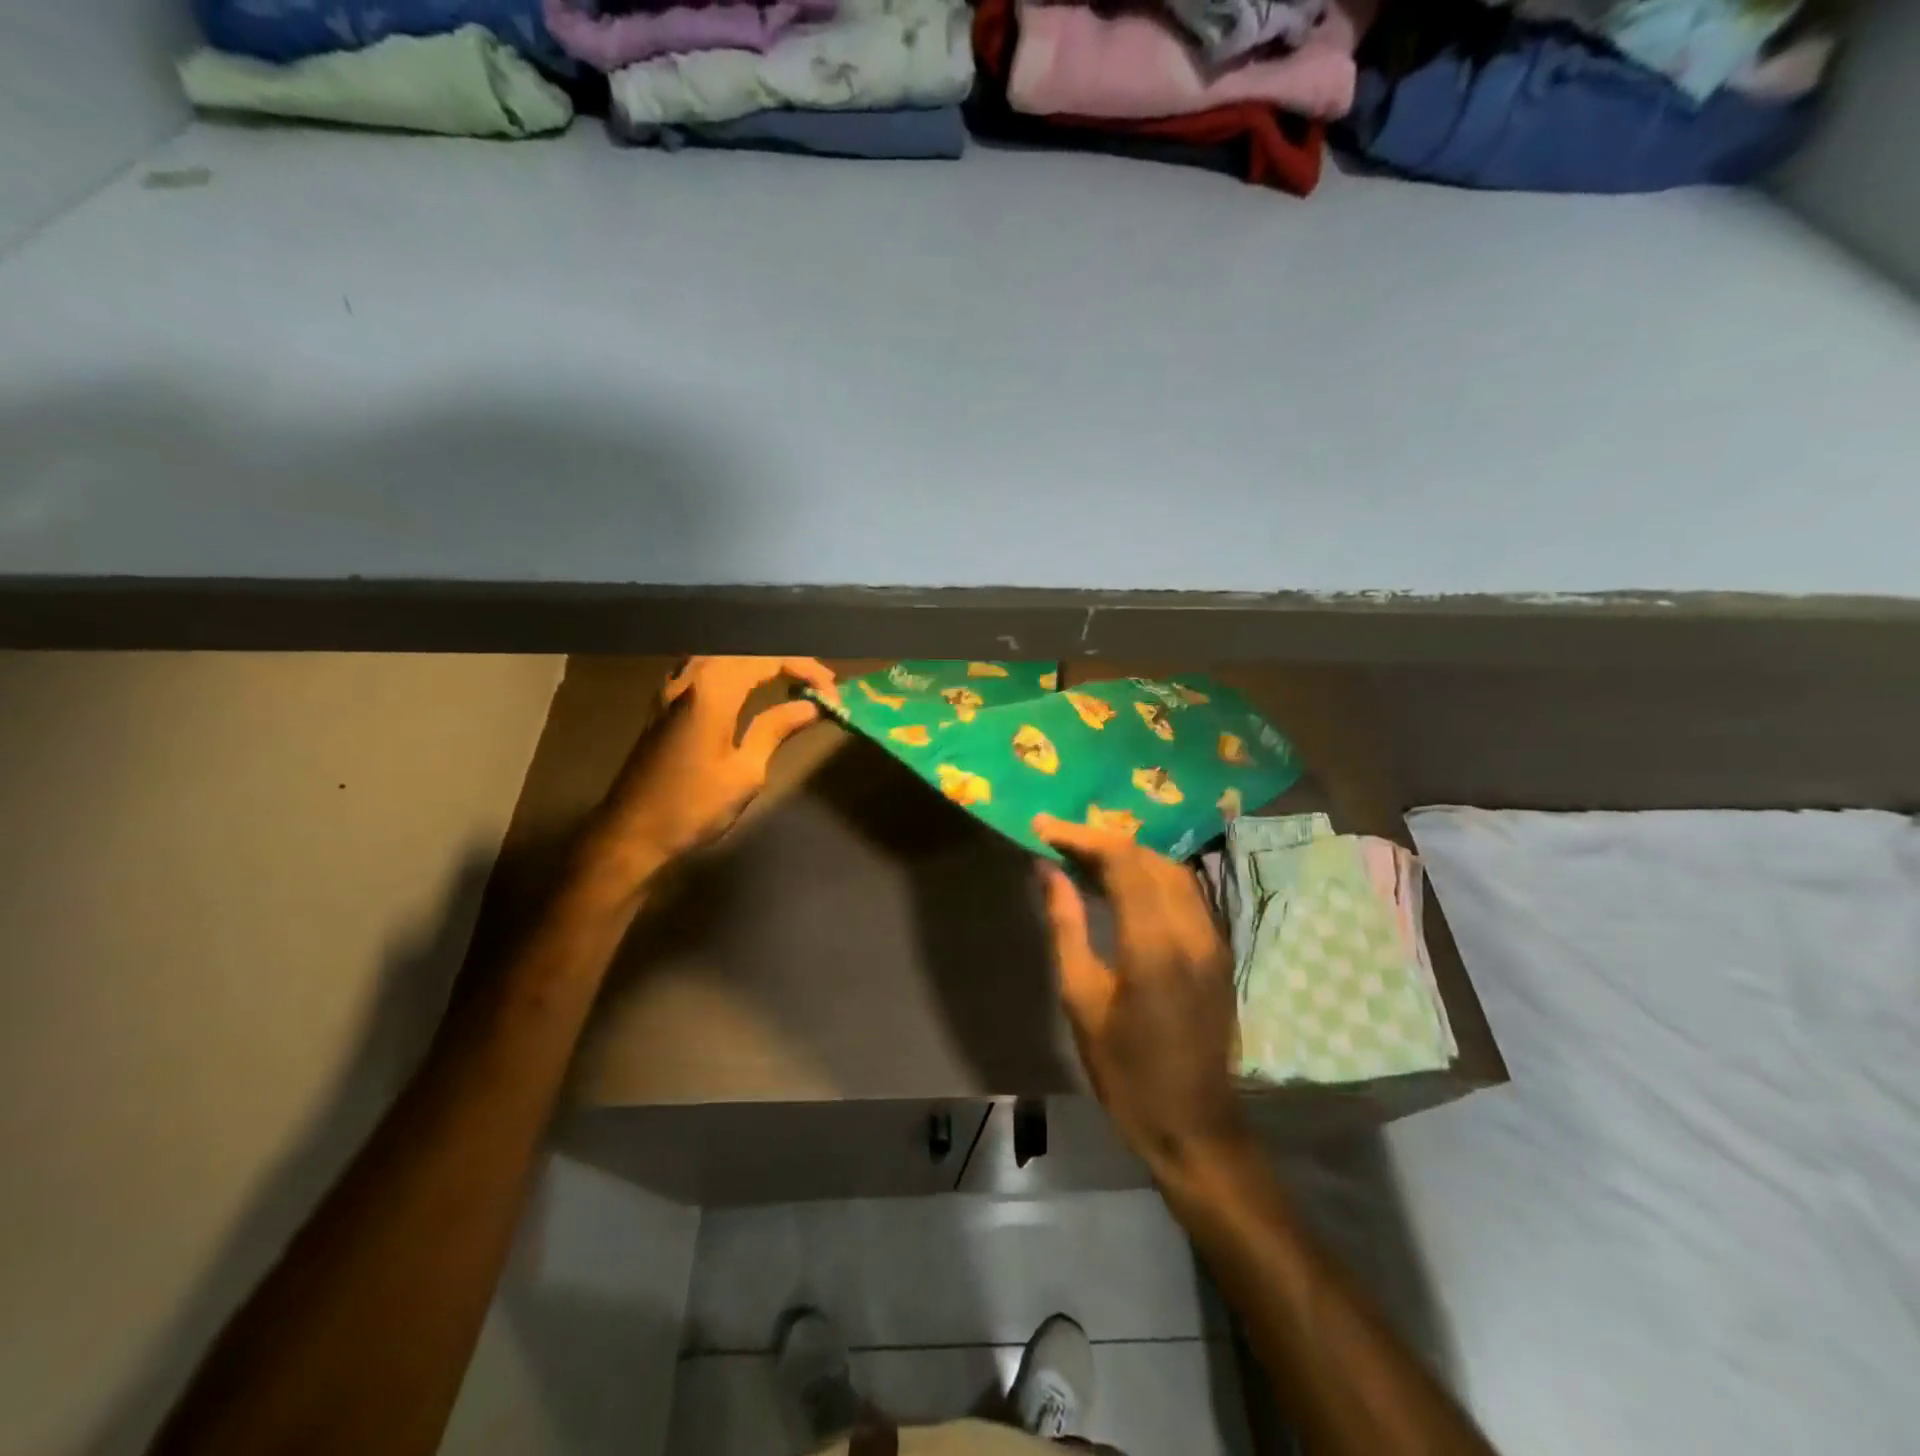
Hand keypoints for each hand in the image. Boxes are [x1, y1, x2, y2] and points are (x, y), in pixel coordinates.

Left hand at [579, 657, 838, 898]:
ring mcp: (671, 689)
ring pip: (723, 656)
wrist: (631, 834)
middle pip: (746, 651)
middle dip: (786, 662)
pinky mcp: (663, 704)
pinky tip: (746, 688)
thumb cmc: (693, 807)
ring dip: (758, 664)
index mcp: (712, 691)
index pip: (768, 660)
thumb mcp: (745, 772)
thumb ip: (776, 729)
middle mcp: (689, 679)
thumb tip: (810, 708)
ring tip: (788, 682)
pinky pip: (704, 669)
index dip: (805, 670)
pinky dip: (733, 671)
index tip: (832, 693)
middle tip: (818, 685)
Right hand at [1033, 814, 1250, 1178]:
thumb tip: (1046, 870)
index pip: (1122, 861)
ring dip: (1128, 854)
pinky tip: (1120, 884)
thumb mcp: (1081, 998)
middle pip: (1148, 857)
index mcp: (1155, 943)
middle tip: (1058, 839)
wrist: (1193, 1125)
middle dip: (1101, 840)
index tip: (1043, 826)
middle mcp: (1192, 929)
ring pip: (1170, 870)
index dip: (1081, 836)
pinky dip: (1148, 875)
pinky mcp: (1218, 950)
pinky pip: (1184, 892)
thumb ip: (1065, 925)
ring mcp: (1212, 938)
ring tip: (1083, 856)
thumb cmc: (1125, 1070)